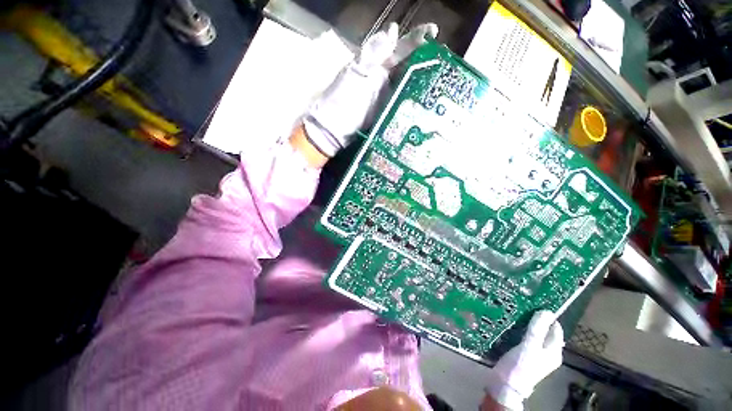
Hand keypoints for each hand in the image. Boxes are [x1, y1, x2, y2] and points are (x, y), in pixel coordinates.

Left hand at [302, 23, 437, 157]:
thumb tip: (393, 30)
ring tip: (441, 78)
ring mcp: (386, 99)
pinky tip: (426, 101)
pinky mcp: (387, 114)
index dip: (415, 39)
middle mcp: (383, 81)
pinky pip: (402, 105)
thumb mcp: (355, 74)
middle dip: (425, 61)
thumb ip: (373, 55)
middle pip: (407, 67)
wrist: (334, 131)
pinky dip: (414, 102)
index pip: (398, 48)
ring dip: (423, 81)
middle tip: (444, 58)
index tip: (433, 32)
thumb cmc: (341, 102)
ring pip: (407, 86)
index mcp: (375, 67)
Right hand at [484, 311, 563, 410]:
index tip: (535, 303)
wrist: (505, 384)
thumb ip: (537, 329)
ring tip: (514, 311)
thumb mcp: (530, 346)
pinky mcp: (522, 354)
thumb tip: (546, 311)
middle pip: (543, 331)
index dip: (548, 317)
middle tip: (522, 306)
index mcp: (554, 352)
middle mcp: (546, 352)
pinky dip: (518, 330)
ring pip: (532, 334)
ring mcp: (534, 354)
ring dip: (525, 324)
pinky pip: (523, 338)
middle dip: (534, 319)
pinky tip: (509, 324)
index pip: (556, 329)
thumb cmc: (521, 366)